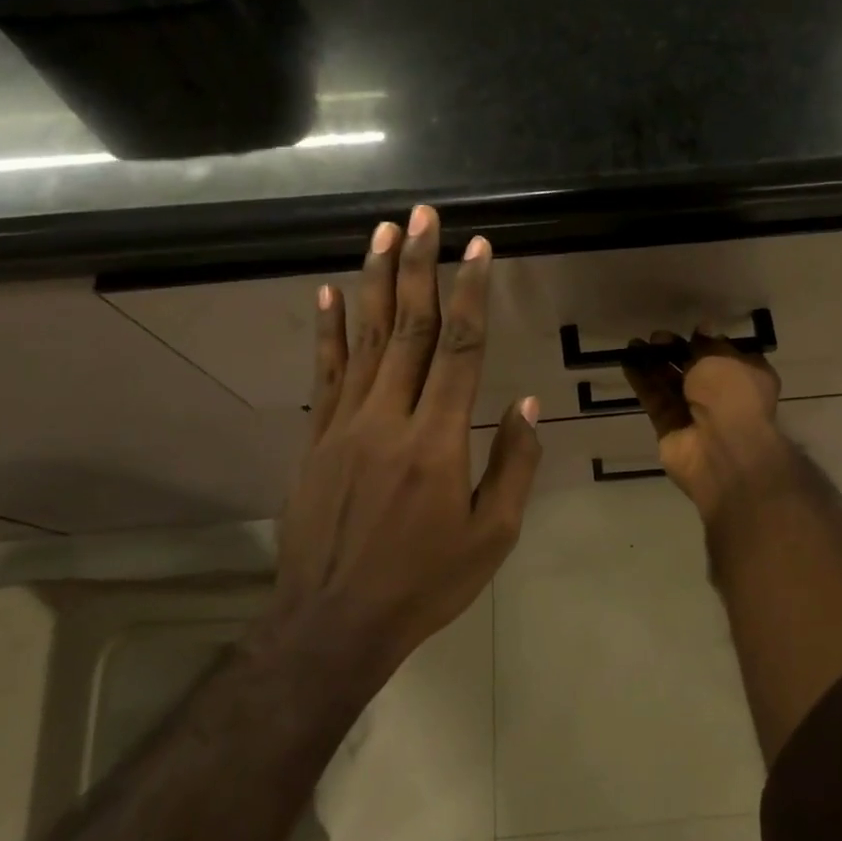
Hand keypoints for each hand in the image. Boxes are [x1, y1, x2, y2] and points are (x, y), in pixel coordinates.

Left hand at [276, 205, 540, 667]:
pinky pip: (325, 373)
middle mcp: (388, 419)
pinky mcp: (316, 439)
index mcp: (437, 442)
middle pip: (406, 328)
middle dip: (418, 266)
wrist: (333, 623)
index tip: (478, 249)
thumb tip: (525, 403)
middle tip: (423, 216)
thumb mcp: (492, 536)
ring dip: (374, 281)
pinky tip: (330, 293)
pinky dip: (328, 330)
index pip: (459, 349)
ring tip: (383, 233)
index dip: (470, 294)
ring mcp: (344, 425)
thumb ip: (513, 465)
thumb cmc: (425, 582)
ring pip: (363, 339)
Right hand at [621, 330, 791, 520]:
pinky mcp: (669, 428)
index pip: (724, 355)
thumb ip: (706, 344)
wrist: (724, 451)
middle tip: (656, 337)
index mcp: (746, 377)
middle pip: (693, 369)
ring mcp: (695, 414)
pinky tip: (627, 361)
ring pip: (670, 383)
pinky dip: (642, 381)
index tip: (689, 331)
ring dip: (652, 363)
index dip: (706, 342)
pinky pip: (654, 399)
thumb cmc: (732, 395)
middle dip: (674, 351)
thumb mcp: (722, 358)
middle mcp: (723, 395)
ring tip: (633, 344)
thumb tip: (702, 330)